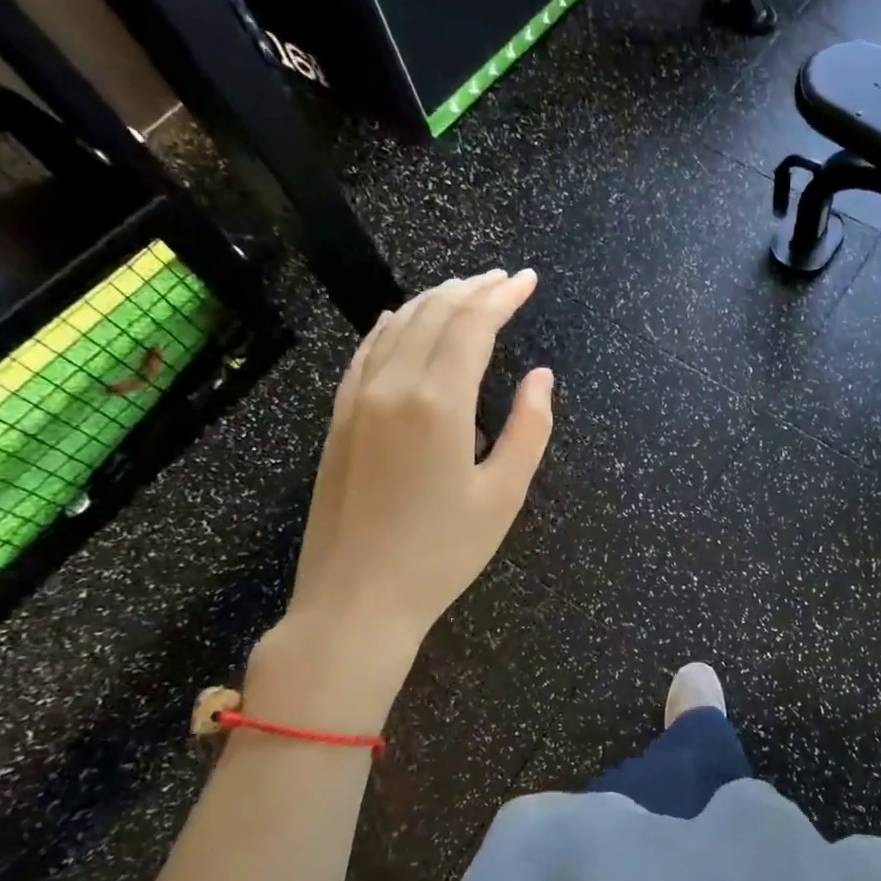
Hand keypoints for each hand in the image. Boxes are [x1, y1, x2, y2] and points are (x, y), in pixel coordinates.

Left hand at [249, 269, 552, 734]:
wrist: (355, 600)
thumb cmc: (441, 553)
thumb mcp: (503, 495)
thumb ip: (529, 428)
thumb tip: (541, 377)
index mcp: (439, 404)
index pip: (471, 326)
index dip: (502, 297)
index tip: (527, 280)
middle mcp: (393, 388)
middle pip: (434, 316)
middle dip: (472, 289)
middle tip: (503, 279)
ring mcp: (357, 401)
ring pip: (397, 328)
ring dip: (434, 301)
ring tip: (464, 290)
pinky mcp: (339, 420)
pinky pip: (365, 354)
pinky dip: (389, 327)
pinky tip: (400, 319)